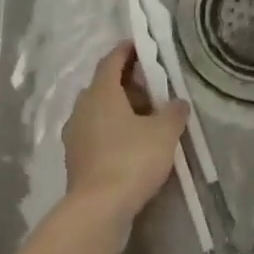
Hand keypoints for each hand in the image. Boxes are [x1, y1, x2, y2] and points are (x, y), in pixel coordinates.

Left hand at [61, 42, 188, 220]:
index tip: (141, 45)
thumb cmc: (131, 159)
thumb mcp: (164, 132)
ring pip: (99, 111)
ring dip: (120, 109)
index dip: (127, 50)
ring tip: (147, 117)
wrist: (99, 209)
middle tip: (153, 86)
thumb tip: (178, 102)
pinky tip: (132, 144)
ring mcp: (75, 135)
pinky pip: (97, 134)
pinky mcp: (76, 159)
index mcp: (101, 92)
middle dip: (127, 82)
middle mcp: (82, 108)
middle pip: (104, 86)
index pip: (111, 60)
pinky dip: (114, 131)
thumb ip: (173, 112)